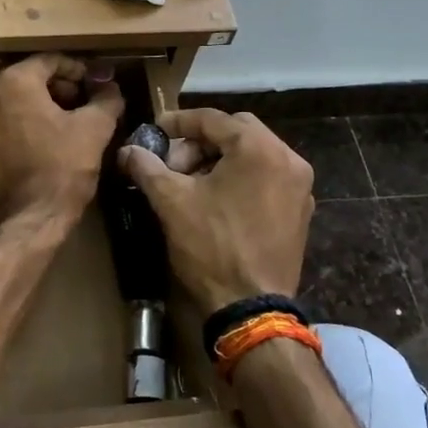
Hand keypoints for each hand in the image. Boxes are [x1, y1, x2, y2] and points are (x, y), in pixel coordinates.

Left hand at [0, 55, 123, 225]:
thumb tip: (110, 86)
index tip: (95, 84)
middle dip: (56, 89)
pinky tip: (39, 147)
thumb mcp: (95, 129)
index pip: (49, 61)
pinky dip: (17, 130)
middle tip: (82, 104)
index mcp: (13, 82)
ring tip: (63, 126)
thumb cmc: (63, 168)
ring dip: (36, 109)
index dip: (78, 70)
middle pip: (26, 80)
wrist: (29, 220)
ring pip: (9, 105)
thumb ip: (105, 99)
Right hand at [116, 109, 313, 316]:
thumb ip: (147, 167)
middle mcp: (288, 158)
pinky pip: (267, 178)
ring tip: (190, 184)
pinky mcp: (300, 212)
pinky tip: (216, 201)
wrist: (252, 307)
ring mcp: (299, 187)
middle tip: (173, 163)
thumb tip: (127, 151)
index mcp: (259, 148)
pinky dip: (241, 178)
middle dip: (201, 142)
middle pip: (237, 132)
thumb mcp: (171, 202)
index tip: (154, 131)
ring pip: (254, 155)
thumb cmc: (211, 246)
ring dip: (220, 160)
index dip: (178, 122)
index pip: (213, 119)